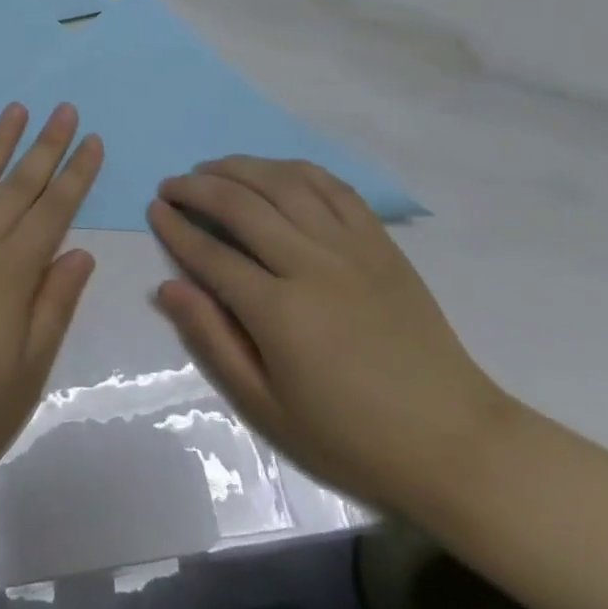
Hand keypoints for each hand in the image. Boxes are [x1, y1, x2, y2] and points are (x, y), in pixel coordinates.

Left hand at [0, 103, 102, 479]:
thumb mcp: (29, 373)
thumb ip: (55, 305)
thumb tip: (81, 251)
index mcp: (11, 274)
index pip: (54, 211)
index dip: (77, 173)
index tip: (93, 139)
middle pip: (17, 186)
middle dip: (45, 145)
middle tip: (64, 108)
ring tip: (16, 109)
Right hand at [148, 157, 511, 515]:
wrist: (453, 441)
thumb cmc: (351, 436)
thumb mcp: (268, 407)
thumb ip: (213, 340)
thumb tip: (169, 287)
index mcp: (280, 312)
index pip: (211, 254)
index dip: (176, 228)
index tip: (154, 211)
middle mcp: (311, 265)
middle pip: (241, 205)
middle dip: (196, 188)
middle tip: (171, 185)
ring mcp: (350, 247)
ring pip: (283, 183)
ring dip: (240, 167)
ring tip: (212, 168)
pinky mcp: (380, 242)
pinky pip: (333, 187)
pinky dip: (295, 169)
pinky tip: (273, 170)